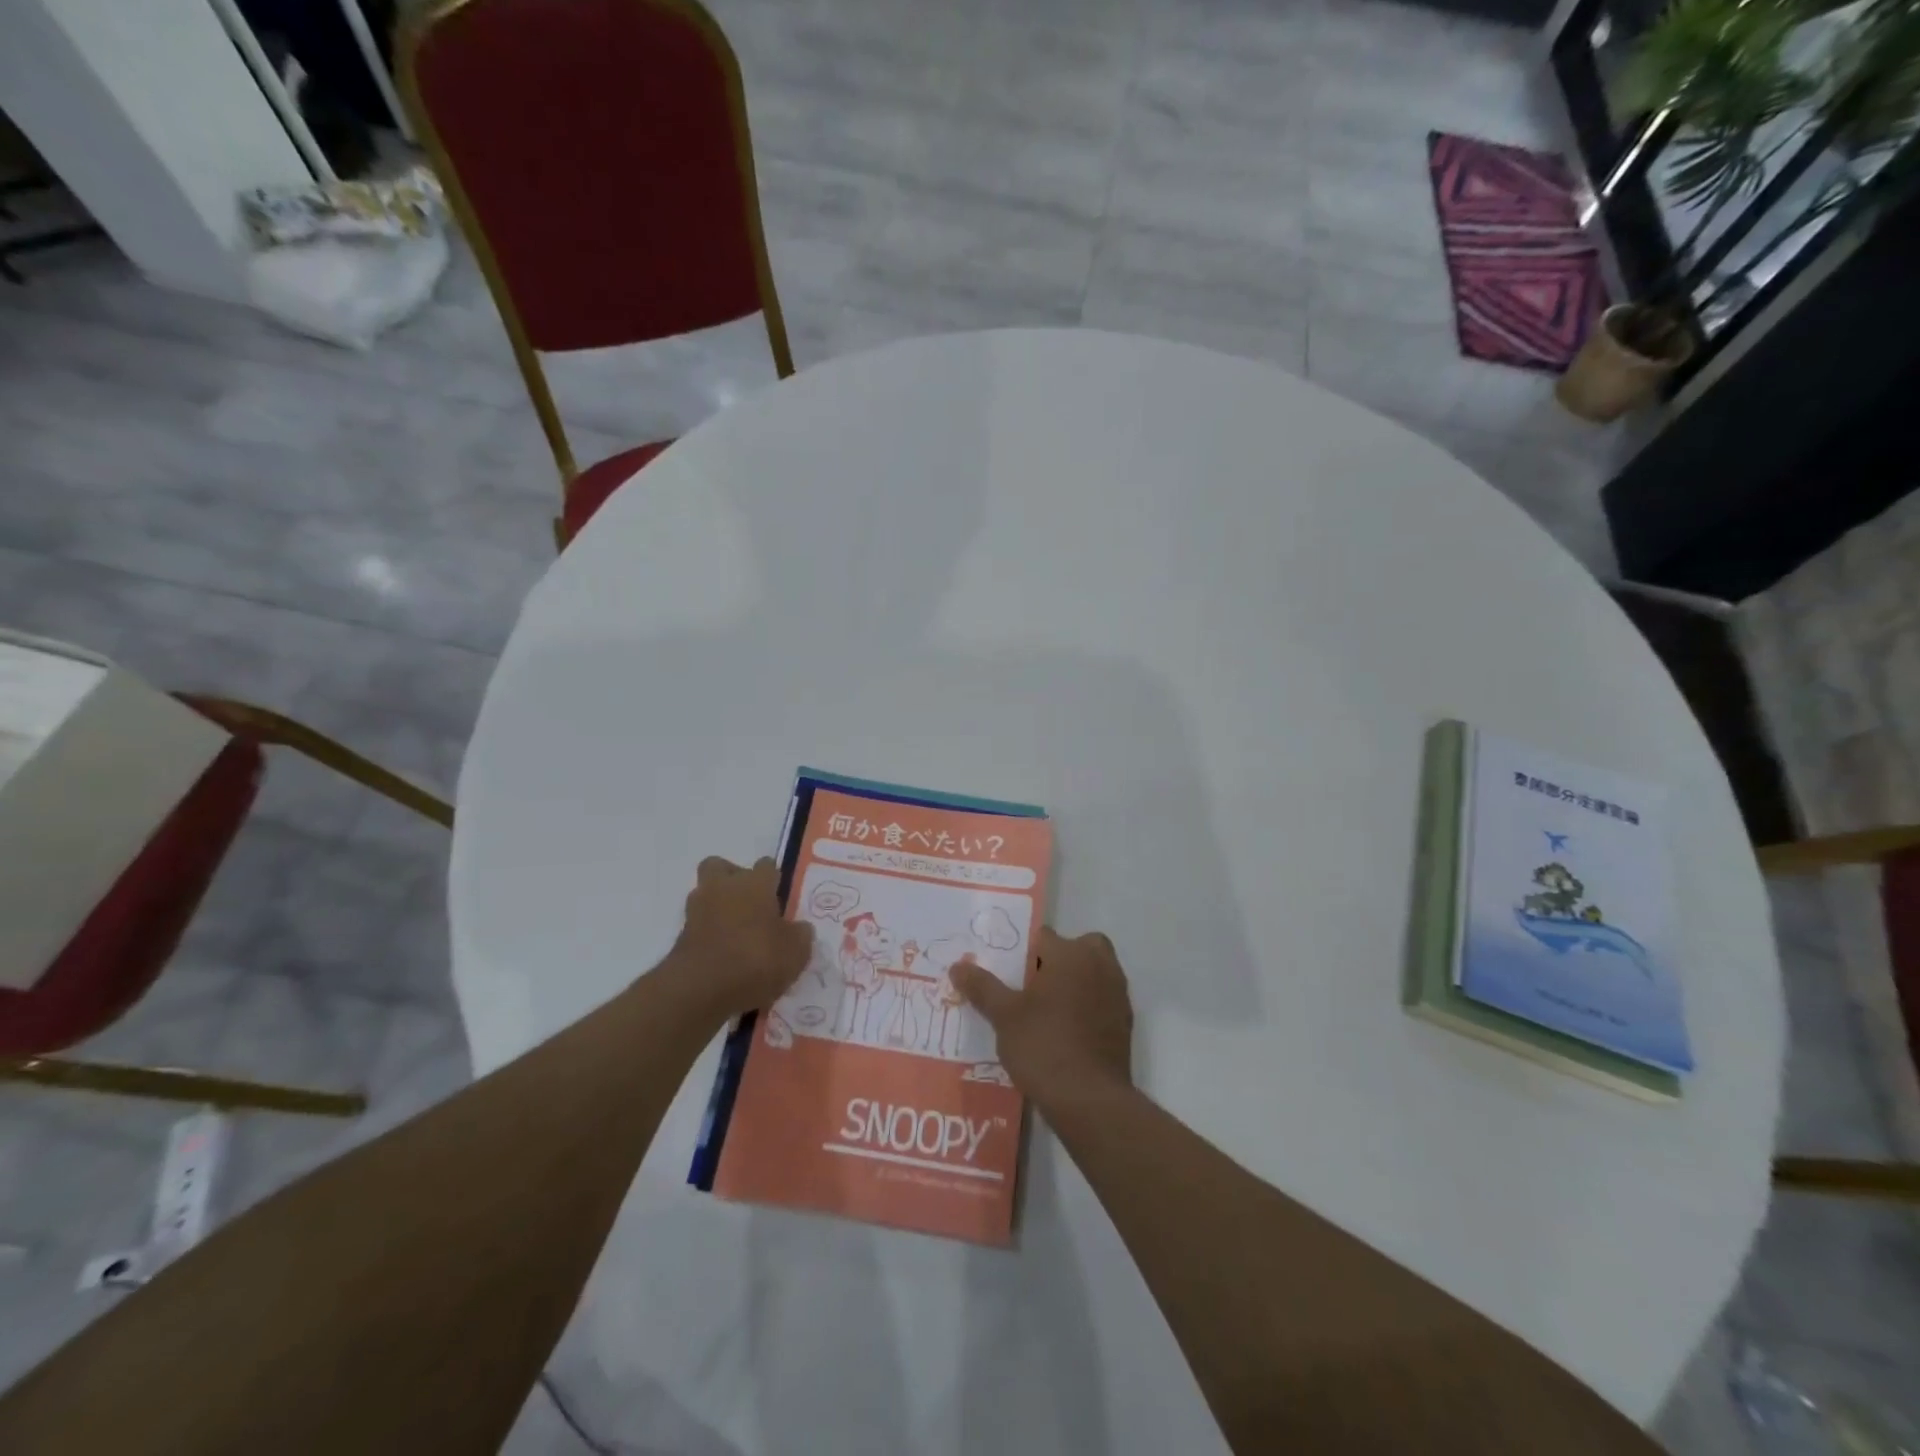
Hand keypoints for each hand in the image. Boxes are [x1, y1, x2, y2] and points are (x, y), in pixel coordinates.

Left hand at [664, 857, 813, 1021]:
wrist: (700, 990)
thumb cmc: (755, 959)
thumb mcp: (795, 952)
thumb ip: (800, 935)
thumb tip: (799, 928)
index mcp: (755, 883)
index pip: (766, 865)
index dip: (774, 878)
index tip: (781, 896)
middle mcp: (723, 888)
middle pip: (722, 867)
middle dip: (733, 879)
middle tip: (751, 903)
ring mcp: (697, 911)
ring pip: (706, 895)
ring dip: (719, 907)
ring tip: (738, 934)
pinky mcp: (681, 937)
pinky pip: (700, 926)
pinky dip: (710, 935)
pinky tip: (725, 955)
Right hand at [952, 928, 1133, 1107]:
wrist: (1090, 1101)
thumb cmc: (1044, 1047)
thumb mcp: (1004, 1016)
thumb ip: (982, 987)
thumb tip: (957, 966)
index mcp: (1072, 954)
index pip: (1042, 937)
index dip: (1021, 951)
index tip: (1005, 971)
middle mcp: (1100, 966)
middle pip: (1077, 948)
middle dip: (1057, 960)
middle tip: (1031, 986)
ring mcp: (1117, 995)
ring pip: (1093, 973)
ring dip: (1074, 982)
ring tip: (1044, 1010)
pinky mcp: (1124, 1023)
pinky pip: (1101, 1000)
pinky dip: (1087, 1007)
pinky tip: (1064, 1032)